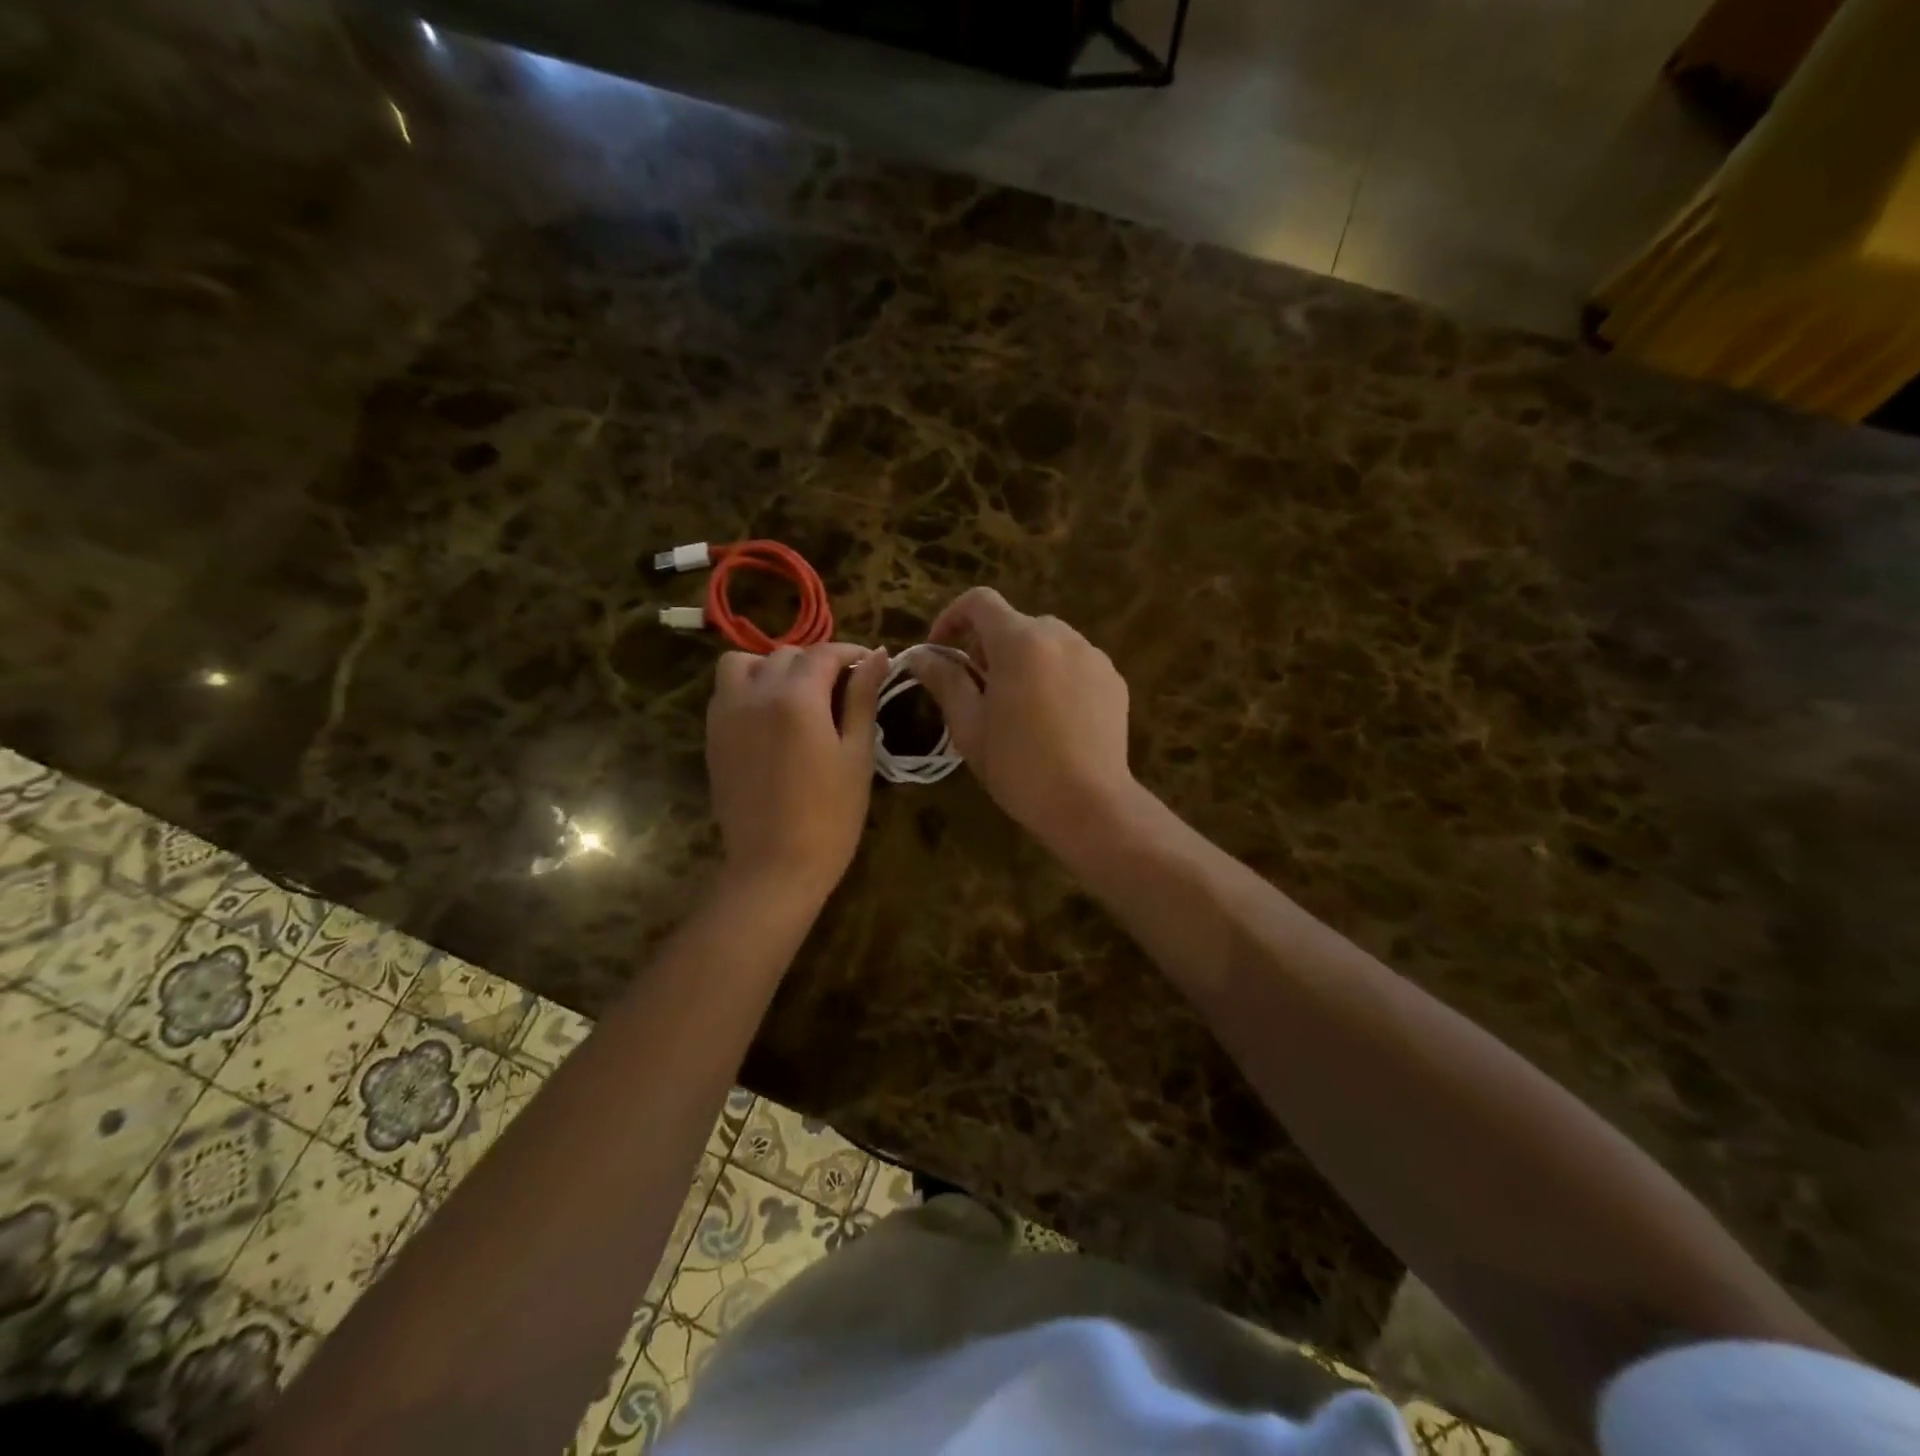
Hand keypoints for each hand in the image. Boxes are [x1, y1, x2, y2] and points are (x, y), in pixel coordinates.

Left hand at [707, 642, 888, 899]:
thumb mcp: (857, 754)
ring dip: (772, 667)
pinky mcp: (713, 736)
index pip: (824, 653)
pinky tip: (772, 717)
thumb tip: (876, 656)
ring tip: (797, 695)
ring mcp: (727, 714)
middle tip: (842, 688)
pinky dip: (749, 688)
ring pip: (744, 663)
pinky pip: (726, 691)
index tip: (871, 665)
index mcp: (797, 697)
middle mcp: (755, 693)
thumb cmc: (831, 815)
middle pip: (786, 655)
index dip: (851, 653)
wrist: (774, 865)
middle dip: (816, 662)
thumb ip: (863, 698)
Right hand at [905, 588, 1140, 853]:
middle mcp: (1060, 636)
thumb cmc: (1019, 767)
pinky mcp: (1113, 679)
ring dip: (1024, 661)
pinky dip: (1055, 676)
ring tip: (1019, 708)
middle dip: (989, 648)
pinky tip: (1054, 719)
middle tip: (979, 691)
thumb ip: (944, 680)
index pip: (980, 602)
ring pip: (1047, 643)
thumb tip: (920, 655)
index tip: (941, 650)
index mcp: (1020, 642)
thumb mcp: (969, 727)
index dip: (952, 617)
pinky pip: (1074, 663)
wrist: (1089, 804)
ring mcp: (1093, 656)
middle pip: (1014, 624)